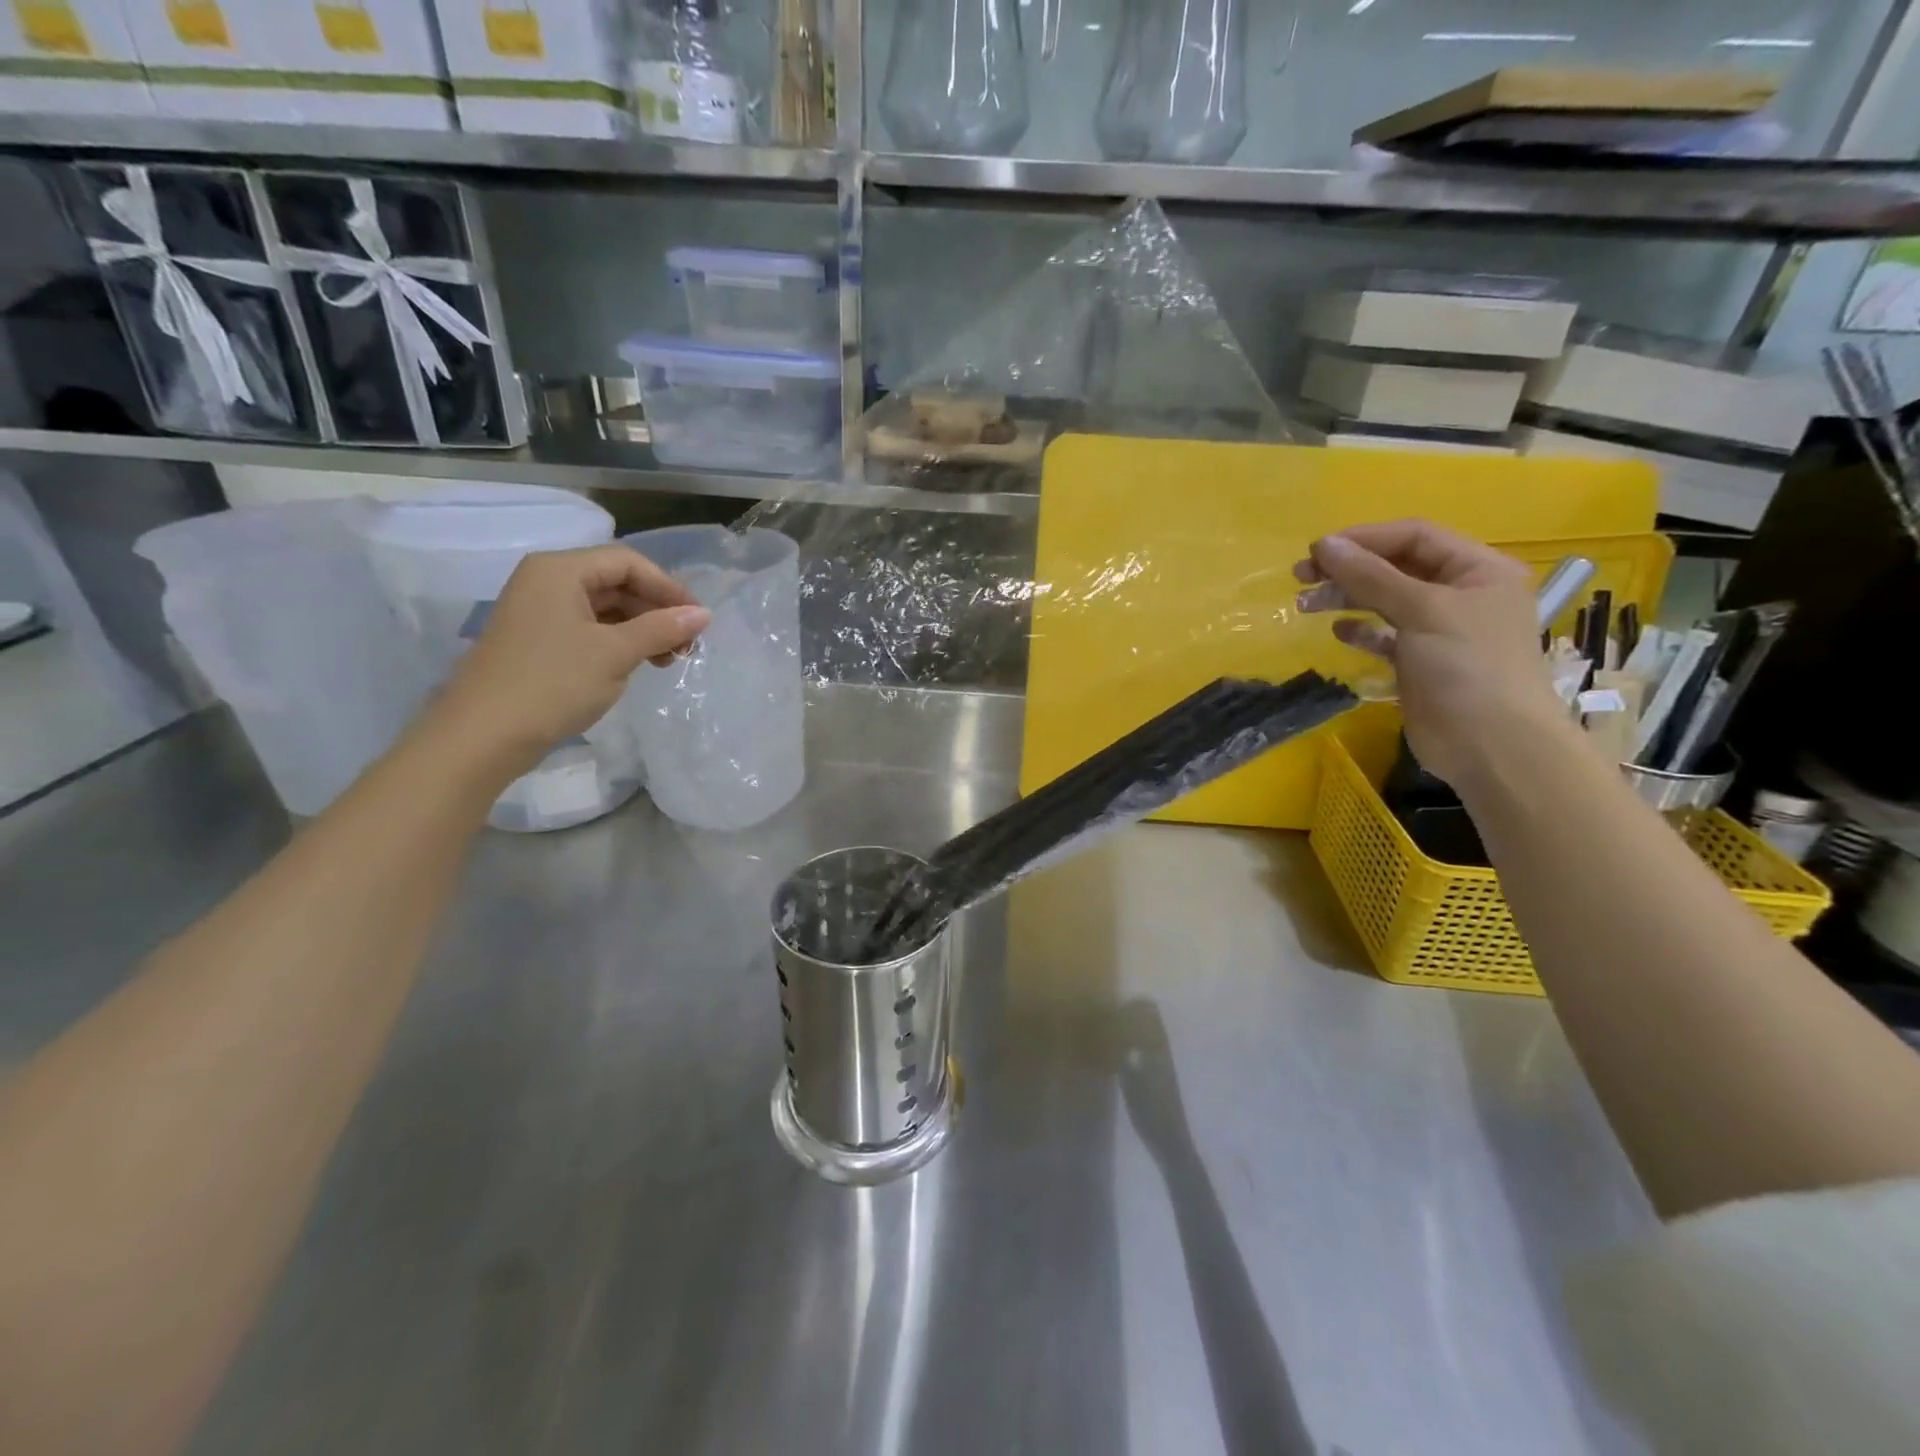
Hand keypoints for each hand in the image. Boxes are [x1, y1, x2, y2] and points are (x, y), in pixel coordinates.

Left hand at [430, 544, 710, 768]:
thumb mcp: (616, 653)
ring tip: (668, 660)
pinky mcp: (539, 642)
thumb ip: (662, 628)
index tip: (697, 620)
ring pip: (606, 609)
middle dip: (657, 611)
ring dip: (643, 630)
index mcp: (560, 571)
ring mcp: (540, 613)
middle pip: (617, 583)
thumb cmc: (553, 683)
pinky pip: (590, 630)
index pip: (627, 563)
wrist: (484, 735)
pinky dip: (620, 643)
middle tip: (687, 645)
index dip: (668, 587)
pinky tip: (638, 665)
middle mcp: (547, 582)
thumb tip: (704, 614)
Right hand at [1293, 519, 1565, 786]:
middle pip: (1397, 567)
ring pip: (1386, 600)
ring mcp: (1441, 630)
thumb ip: (1371, 576)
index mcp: (1478, 569)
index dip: (1365, 539)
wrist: (1490, 745)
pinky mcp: (1421, 662)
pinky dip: (1361, 630)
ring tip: (1306, 605)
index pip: (1415, 536)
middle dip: (1349, 569)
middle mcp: (1462, 593)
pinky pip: (1385, 635)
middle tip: (1302, 576)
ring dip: (1347, 598)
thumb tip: (1325, 544)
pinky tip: (1339, 632)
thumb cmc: (1467, 666)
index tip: (1317, 550)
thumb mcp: (1421, 610)